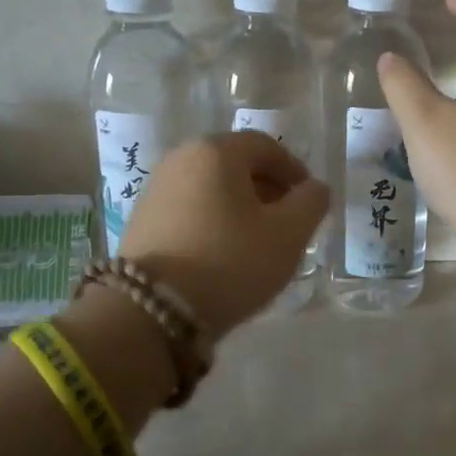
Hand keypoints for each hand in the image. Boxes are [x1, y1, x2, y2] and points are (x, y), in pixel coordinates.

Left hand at [119, 131, 328, 339]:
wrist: (151, 309)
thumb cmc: (229, 262)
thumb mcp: (287, 235)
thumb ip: (311, 203)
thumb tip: (314, 188)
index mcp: (216, 151)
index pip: (265, 146)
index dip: (293, 169)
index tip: (308, 199)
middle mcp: (181, 158)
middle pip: (235, 163)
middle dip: (266, 188)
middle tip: (286, 221)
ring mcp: (156, 187)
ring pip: (211, 186)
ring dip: (239, 205)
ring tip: (256, 241)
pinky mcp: (142, 218)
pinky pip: (189, 206)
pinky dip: (212, 219)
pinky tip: (222, 251)